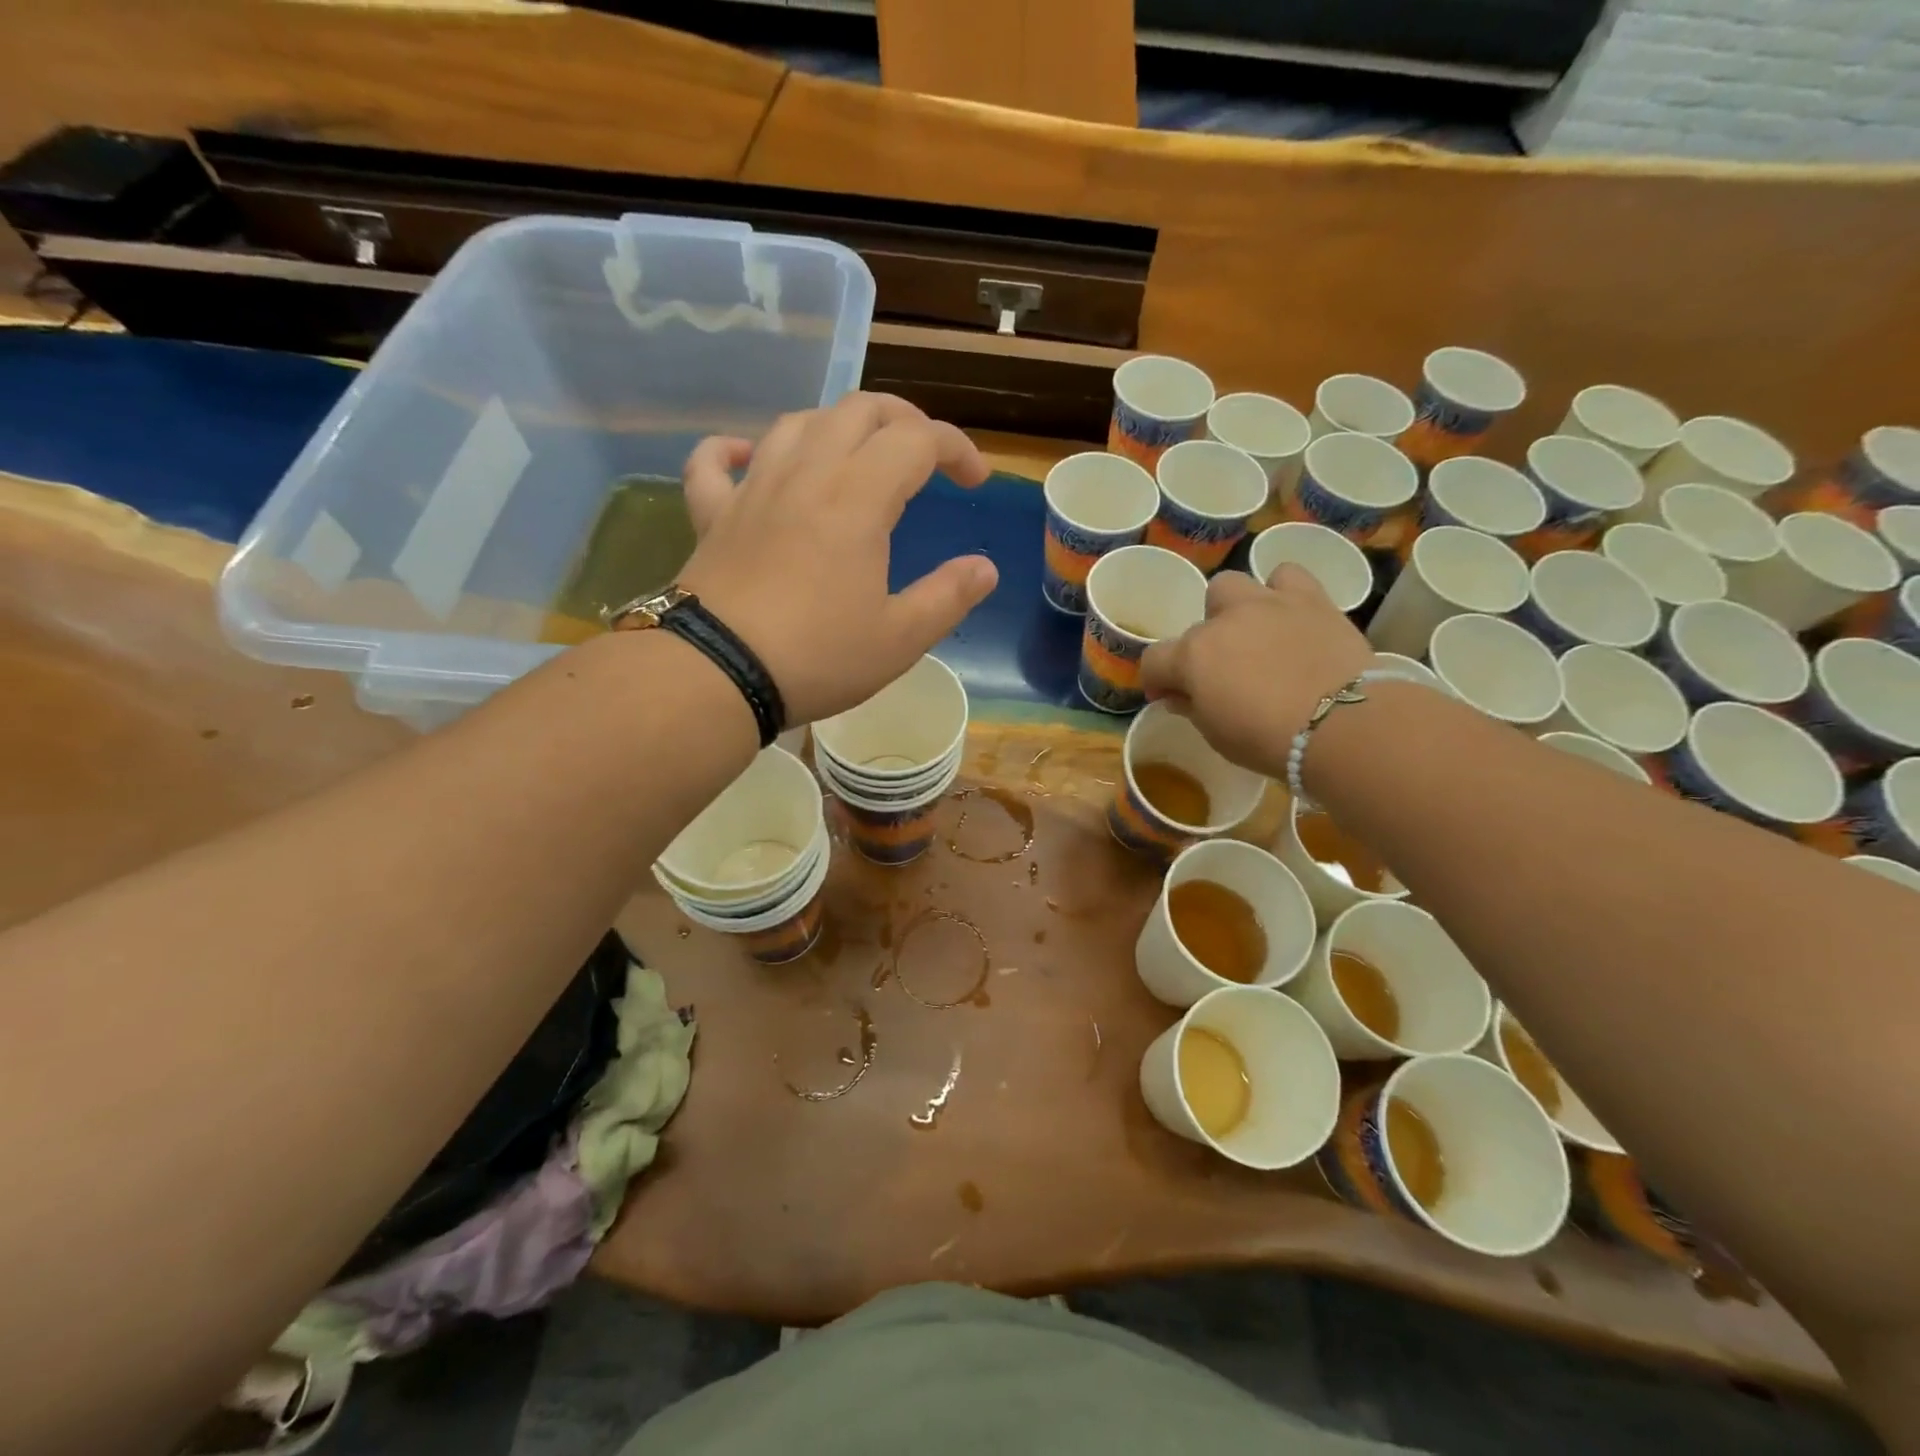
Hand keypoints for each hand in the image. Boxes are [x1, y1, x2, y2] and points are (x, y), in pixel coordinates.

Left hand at [675, 394, 997, 724]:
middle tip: (924, 455)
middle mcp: (806, 475)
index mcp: (858, 499)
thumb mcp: (900, 639)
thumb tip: (984, 568)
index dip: (955, 448)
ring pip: (796, 423)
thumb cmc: (817, 657)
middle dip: (902, 419)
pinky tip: (748, 455)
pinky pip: (714, 463)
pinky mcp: (713, 515)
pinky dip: (732, 449)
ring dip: (836, 426)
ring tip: (856, 454)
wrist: (717, 674)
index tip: (975, 480)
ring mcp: (753, 490)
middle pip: (858, 410)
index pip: (917, 439)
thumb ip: (948, 597)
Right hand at [1139, 564, 1373, 778]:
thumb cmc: (1269, 741)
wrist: (1343, 726)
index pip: (1154, 660)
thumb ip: (1193, 709)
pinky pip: (1286, 576)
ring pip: (1231, 586)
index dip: (1157, 680)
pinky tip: (1288, 615)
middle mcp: (1223, 621)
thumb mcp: (1217, 737)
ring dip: (1234, 608)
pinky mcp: (1310, 599)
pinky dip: (1282, 591)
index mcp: (1192, 657)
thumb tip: (1179, 695)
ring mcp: (1266, 604)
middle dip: (1203, 646)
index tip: (1168, 697)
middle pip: (1197, 624)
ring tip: (1253, 635)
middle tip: (1223, 672)